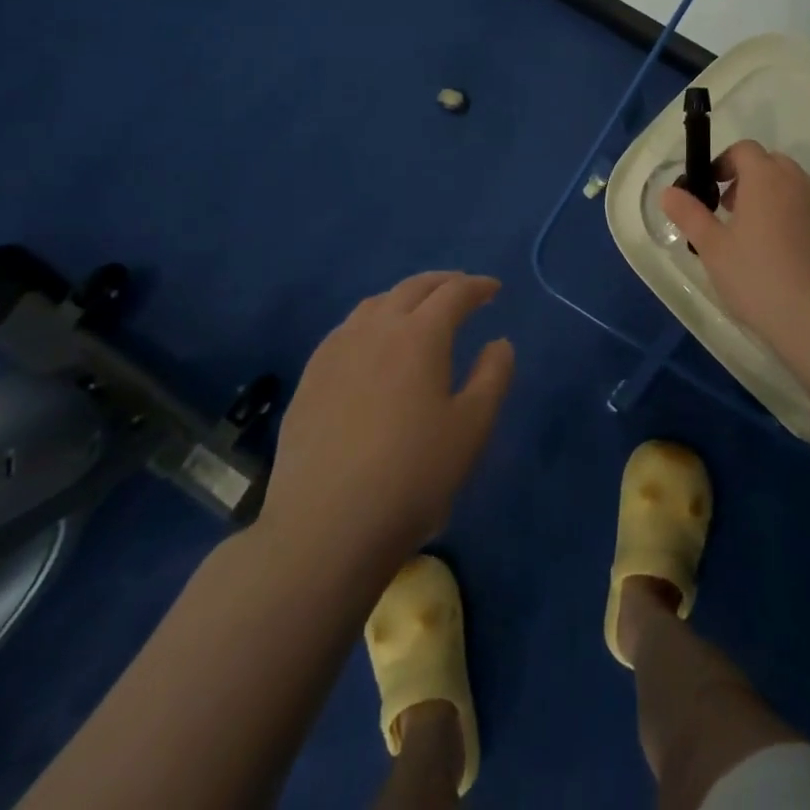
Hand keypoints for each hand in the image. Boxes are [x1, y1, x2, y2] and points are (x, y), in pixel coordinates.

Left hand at [259, 272, 514, 559]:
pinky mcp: (310, 377)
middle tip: (462, 289)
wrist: (325, 528)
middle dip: (442, 283)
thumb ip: (493, 377)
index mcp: (420, 335)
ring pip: (375, 304)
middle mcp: (376, 329)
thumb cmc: (412, 476)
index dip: (477, 286)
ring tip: (419, 311)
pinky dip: (372, 321)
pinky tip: (373, 345)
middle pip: (412, 288)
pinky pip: (347, 329)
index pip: (454, 292)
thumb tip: (499, 342)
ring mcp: (336, 351)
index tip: (494, 289)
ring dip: (405, 298)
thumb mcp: (471, 429)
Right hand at [662, 140, 809, 342]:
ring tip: (767, 244)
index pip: (745, 150)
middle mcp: (803, 183)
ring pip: (802, 193)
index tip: (714, 189)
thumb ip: (689, 215)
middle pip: (775, 166)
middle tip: (736, 216)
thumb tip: (668, 192)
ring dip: (782, 204)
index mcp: (766, 179)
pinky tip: (799, 264)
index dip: (726, 163)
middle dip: (753, 182)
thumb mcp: (712, 249)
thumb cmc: (757, 278)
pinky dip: (808, 229)